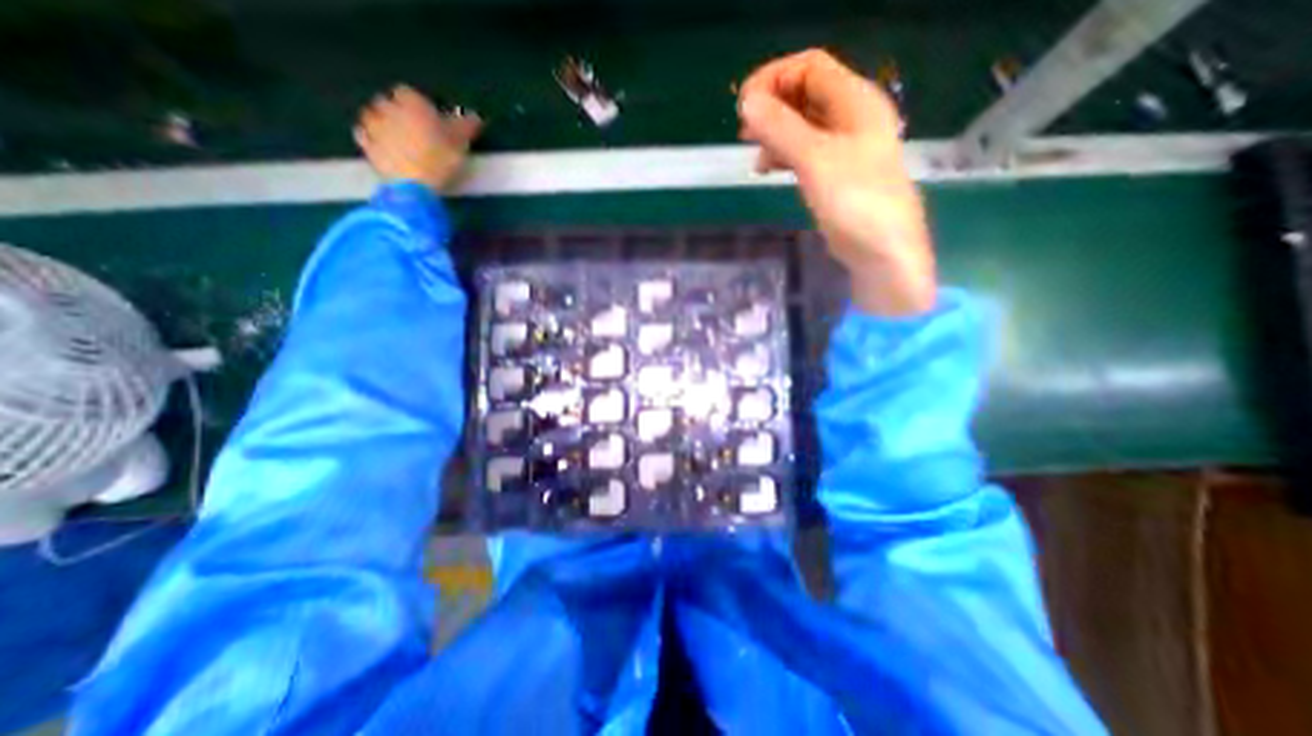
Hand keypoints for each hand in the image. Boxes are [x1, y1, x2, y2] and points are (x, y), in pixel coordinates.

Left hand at [354, 83, 479, 191]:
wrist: (414, 185)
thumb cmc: (440, 158)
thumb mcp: (461, 143)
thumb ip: (466, 127)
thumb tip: (476, 116)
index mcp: (411, 103)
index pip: (409, 93)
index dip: (418, 105)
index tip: (428, 119)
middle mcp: (387, 107)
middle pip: (388, 102)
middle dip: (397, 112)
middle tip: (413, 130)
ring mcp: (373, 126)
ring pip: (373, 116)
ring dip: (382, 123)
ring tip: (397, 139)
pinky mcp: (366, 146)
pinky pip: (365, 135)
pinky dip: (372, 139)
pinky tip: (384, 148)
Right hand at [741, 48, 937, 312]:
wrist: (881, 250)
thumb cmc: (854, 201)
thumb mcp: (815, 160)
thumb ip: (781, 128)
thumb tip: (748, 102)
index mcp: (855, 101)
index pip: (810, 68)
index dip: (774, 79)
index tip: (744, 106)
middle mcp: (852, 117)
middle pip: (805, 94)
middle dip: (772, 107)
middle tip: (744, 131)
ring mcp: (844, 147)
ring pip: (803, 125)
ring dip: (775, 133)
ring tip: (753, 154)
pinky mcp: (836, 173)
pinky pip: (805, 151)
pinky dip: (784, 155)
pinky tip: (768, 170)